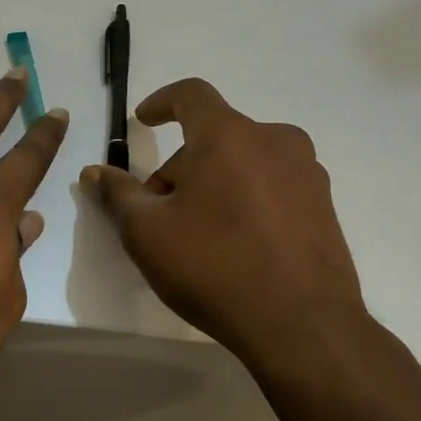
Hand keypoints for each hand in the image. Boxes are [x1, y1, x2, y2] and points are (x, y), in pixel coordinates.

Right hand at [80, 78, 365, 368]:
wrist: (302, 326)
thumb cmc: (214, 267)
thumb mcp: (147, 232)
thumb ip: (118, 194)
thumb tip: (95, 173)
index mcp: (229, 136)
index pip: (191, 95)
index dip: (161, 102)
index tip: (143, 121)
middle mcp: (275, 141)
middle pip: (215, 137)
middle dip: (181, 165)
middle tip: (159, 211)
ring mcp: (306, 173)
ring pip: (244, 161)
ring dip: (214, 182)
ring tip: (197, 232)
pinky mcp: (324, 205)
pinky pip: (272, 185)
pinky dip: (245, 198)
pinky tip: (236, 245)